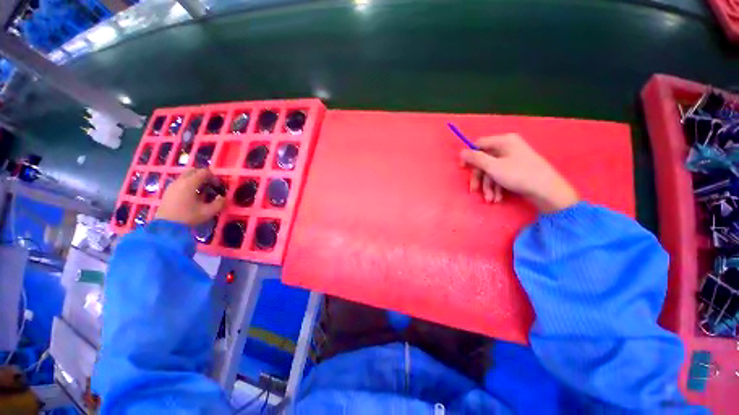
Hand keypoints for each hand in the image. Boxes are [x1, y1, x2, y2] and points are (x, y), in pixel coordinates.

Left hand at [155, 168, 225, 225]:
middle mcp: (180, 181)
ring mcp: (172, 186)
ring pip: (186, 176)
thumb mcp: (208, 212)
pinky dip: (188, 184)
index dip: (214, 177)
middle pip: (193, 171)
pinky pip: (180, 182)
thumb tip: (222, 197)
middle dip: (204, 176)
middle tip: (211, 185)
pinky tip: (192, 196)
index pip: (204, 172)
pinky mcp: (168, 191)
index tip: (218, 186)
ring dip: (195, 180)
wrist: (166, 227)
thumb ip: (219, 203)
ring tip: (202, 191)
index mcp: (190, 183)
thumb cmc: (188, 217)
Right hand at [460, 133, 578, 212]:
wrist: (547, 191)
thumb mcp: (493, 167)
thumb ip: (476, 159)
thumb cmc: (518, 175)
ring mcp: (512, 159)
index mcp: (503, 141)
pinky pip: (500, 176)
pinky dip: (497, 187)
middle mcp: (507, 147)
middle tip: (474, 191)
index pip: (479, 144)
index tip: (463, 169)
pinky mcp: (516, 170)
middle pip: (484, 161)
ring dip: (488, 186)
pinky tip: (498, 198)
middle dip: (480, 179)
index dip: (469, 156)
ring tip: (490, 199)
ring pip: (491, 171)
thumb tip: (461, 152)